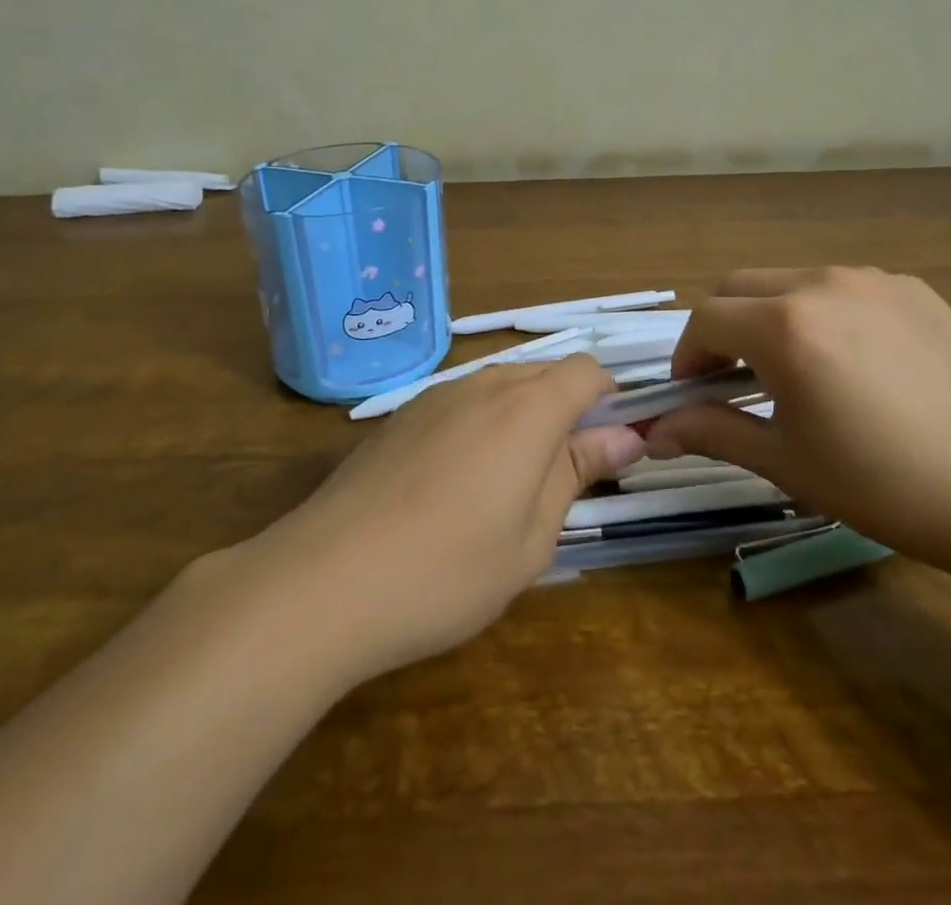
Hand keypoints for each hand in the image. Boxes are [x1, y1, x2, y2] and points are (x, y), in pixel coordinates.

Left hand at [253, 356, 645, 678]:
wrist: (325, 579)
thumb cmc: (448, 569)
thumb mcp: (533, 536)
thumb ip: (578, 472)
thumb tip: (625, 435)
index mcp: (527, 407)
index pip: (586, 371)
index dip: (608, 401)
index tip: (608, 449)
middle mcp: (483, 385)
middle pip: (544, 374)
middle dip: (567, 411)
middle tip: (564, 478)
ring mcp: (435, 396)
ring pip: (500, 387)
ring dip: (522, 419)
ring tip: (508, 487)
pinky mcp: (400, 416)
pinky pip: (460, 403)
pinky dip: (480, 426)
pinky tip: (455, 485)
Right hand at [644, 267, 950, 580]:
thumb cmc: (889, 485)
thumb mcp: (789, 463)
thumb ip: (713, 433)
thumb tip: (654, 434)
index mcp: (785, 325)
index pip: (705, 320)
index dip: (687, 356)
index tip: (692, 393)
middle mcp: (822, 283)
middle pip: (740, 286)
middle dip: (721, 328)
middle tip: (732, 380)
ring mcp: (873, 280)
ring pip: (791, 281)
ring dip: (770, 316)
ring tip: (794, 372)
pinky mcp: (914, 289)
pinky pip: (842, 288)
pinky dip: (821, 313)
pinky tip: (853, 365)